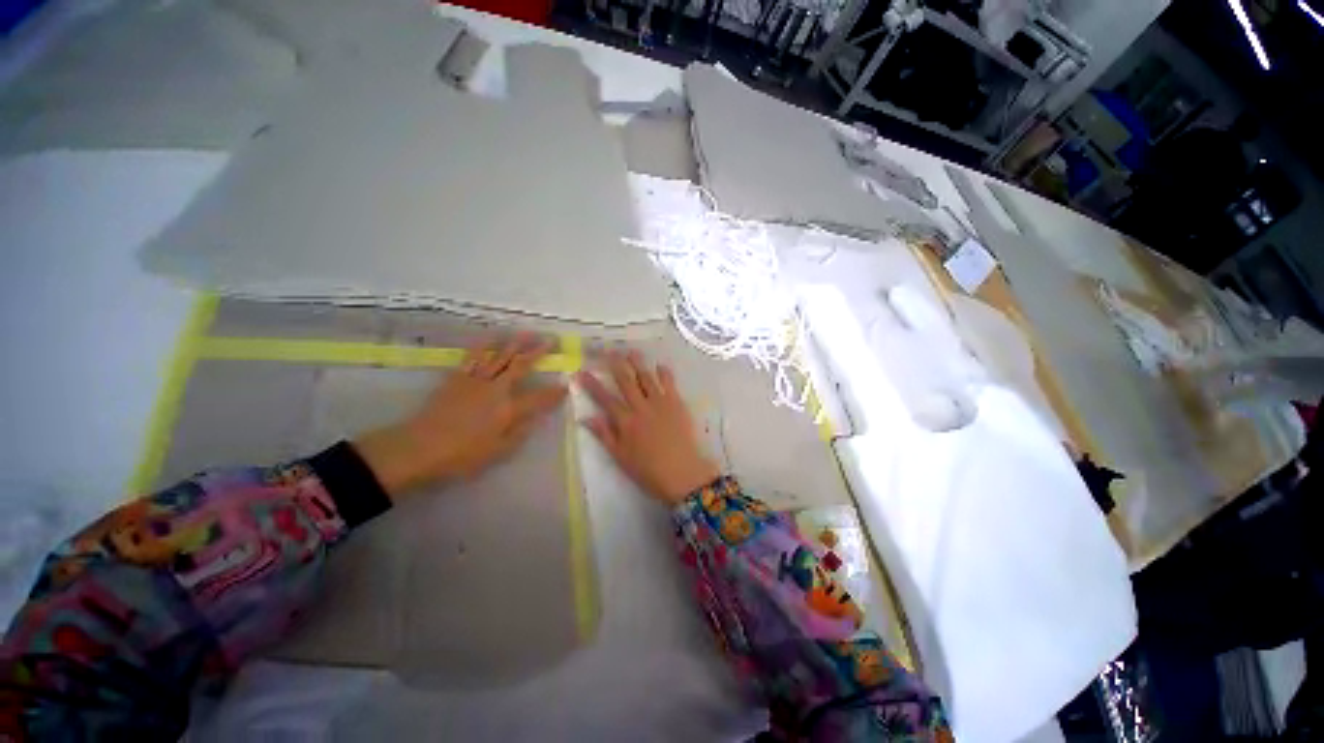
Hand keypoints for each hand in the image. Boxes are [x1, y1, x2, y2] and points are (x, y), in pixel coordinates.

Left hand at [354, 335, 567, 498]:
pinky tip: (489, 338)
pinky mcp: (456, 378)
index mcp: (508, 409)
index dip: (554, 392)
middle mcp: (496, 389)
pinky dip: (482, 346)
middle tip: (551, 341)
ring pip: (499, 356)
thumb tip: (535, 419)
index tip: (566, 385)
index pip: (539, 398)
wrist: (418, 448)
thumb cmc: (461, 456)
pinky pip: (472, 357)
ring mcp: (475, 380)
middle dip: (538, 353)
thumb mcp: (497, 452)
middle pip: (521, 366)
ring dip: (514, 343)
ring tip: (526, 332)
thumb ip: (519, 433)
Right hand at [578, 349, 720, 505]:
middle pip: (626, 381)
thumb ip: (604, 435)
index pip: (605, 398)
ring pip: (646, 378)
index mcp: (625, 421)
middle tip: (608, 350)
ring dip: (638, 363)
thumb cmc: (649, 470)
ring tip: (631, 351)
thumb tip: (585, 417)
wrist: (683, 473)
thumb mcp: (620, 457)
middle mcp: (641, 407)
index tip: (582, 371)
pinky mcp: (677, 403)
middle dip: (616, 365)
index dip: (592, 385)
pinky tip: (660, 366)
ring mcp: (660, 403)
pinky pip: (669, 383)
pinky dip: (664, 373)